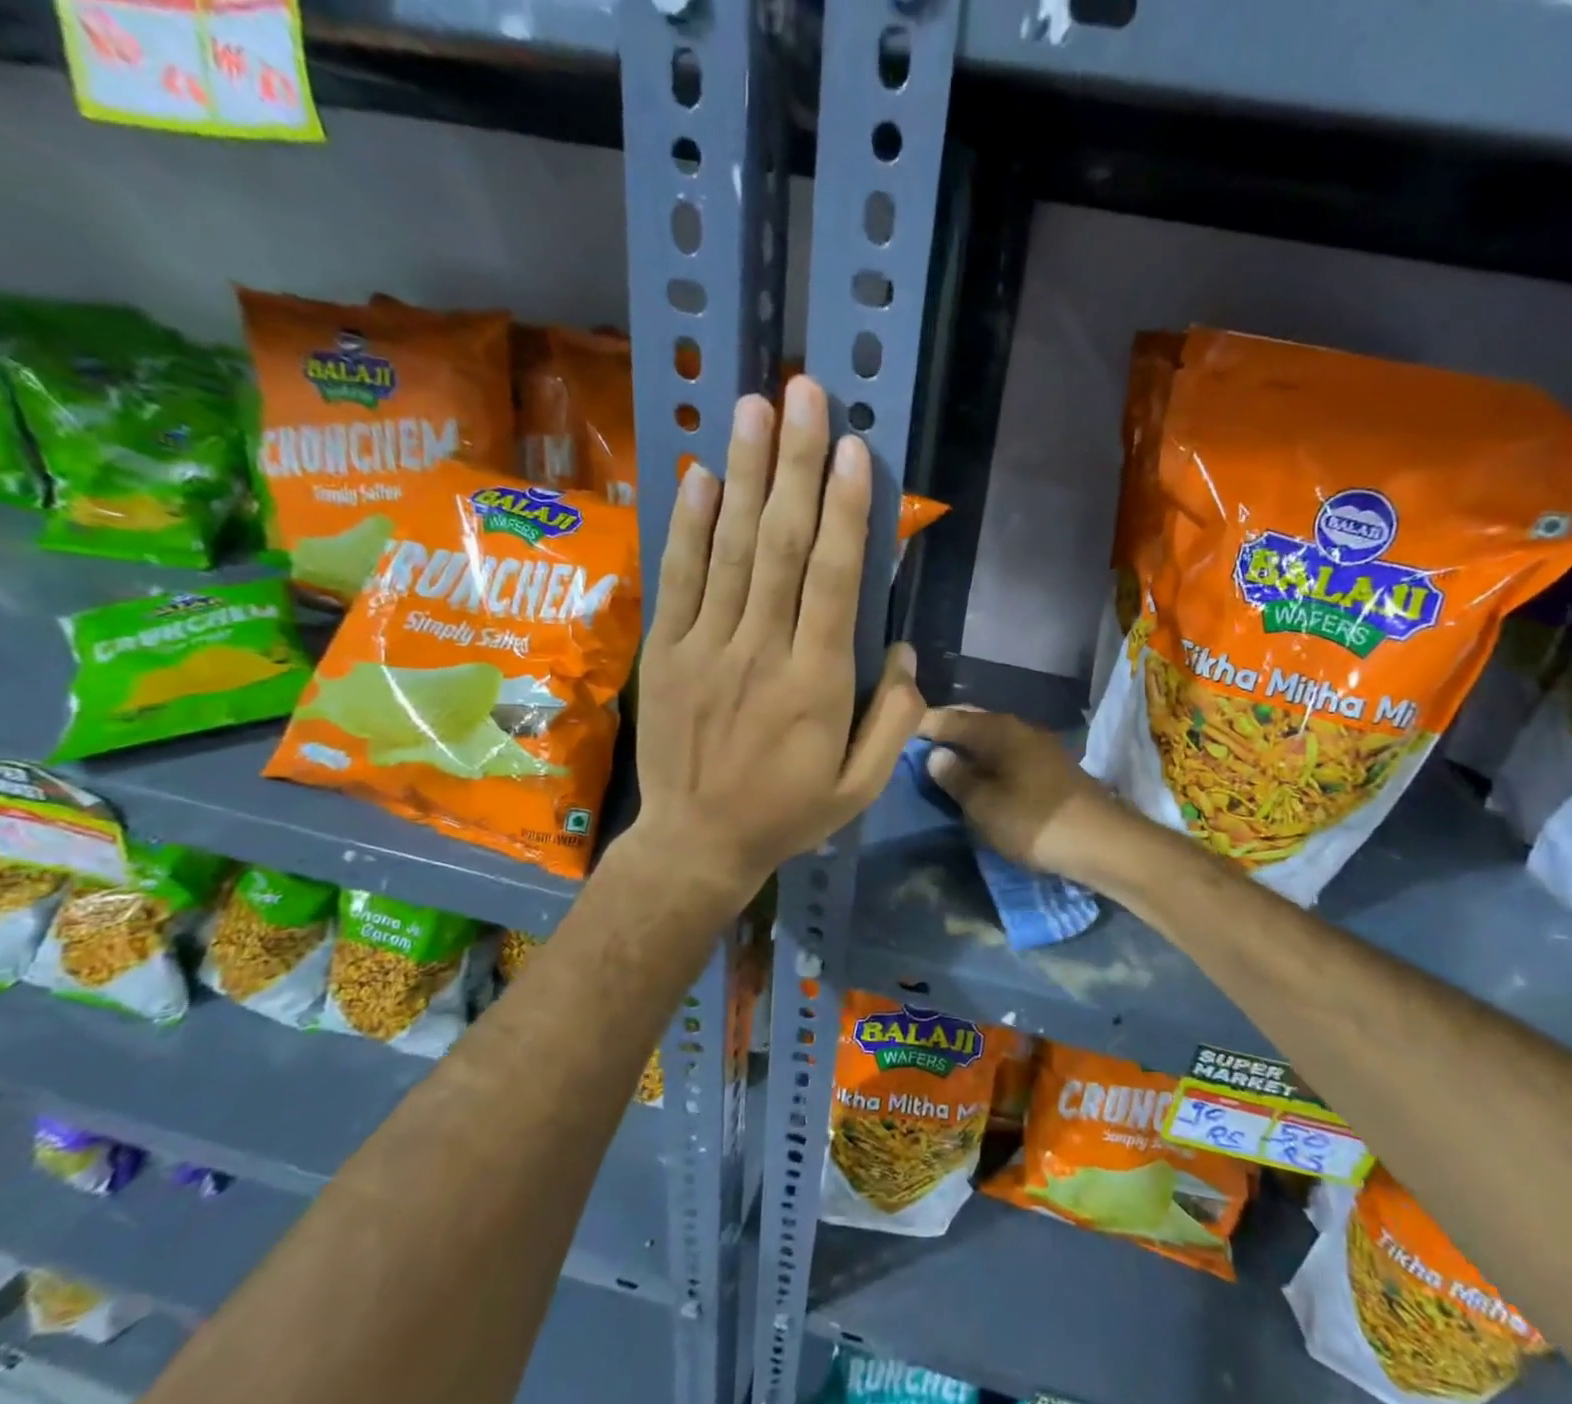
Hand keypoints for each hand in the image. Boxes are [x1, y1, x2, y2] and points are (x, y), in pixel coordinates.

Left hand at [630, 376, 923, 899]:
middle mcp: (761, 651)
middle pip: (779, 545)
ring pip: (728, 549)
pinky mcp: (668, 652)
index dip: (844, 511)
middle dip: (795, 465)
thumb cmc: (788, 814)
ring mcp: (707, 647)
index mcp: (816, 684)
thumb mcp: (861, 786)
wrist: (698, 843)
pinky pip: (679, 578)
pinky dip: (688, 524)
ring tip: (754, 407)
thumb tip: (903, 649)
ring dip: (743, 473)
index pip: (833, 580)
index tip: (851, 448)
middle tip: (803, 392)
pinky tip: (701, 474)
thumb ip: (894, 719)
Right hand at [919, 707, 1133, 884]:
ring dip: (969, 748)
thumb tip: (936, 755)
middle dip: (946, 733)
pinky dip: (988, 761)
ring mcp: (1039, 746)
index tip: (897, 734)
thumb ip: (955, 778)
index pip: (950, 718)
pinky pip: (1008, 754)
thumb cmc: (1033, 820)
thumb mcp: (983, 805)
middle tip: (917, 750)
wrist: (1101, 841)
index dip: (923, 724)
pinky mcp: (1051, 767)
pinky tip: (980, 778)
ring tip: (944, 766)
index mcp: (997, 730)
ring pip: (992, 739)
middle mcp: (1018, 728)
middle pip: (974, 723)